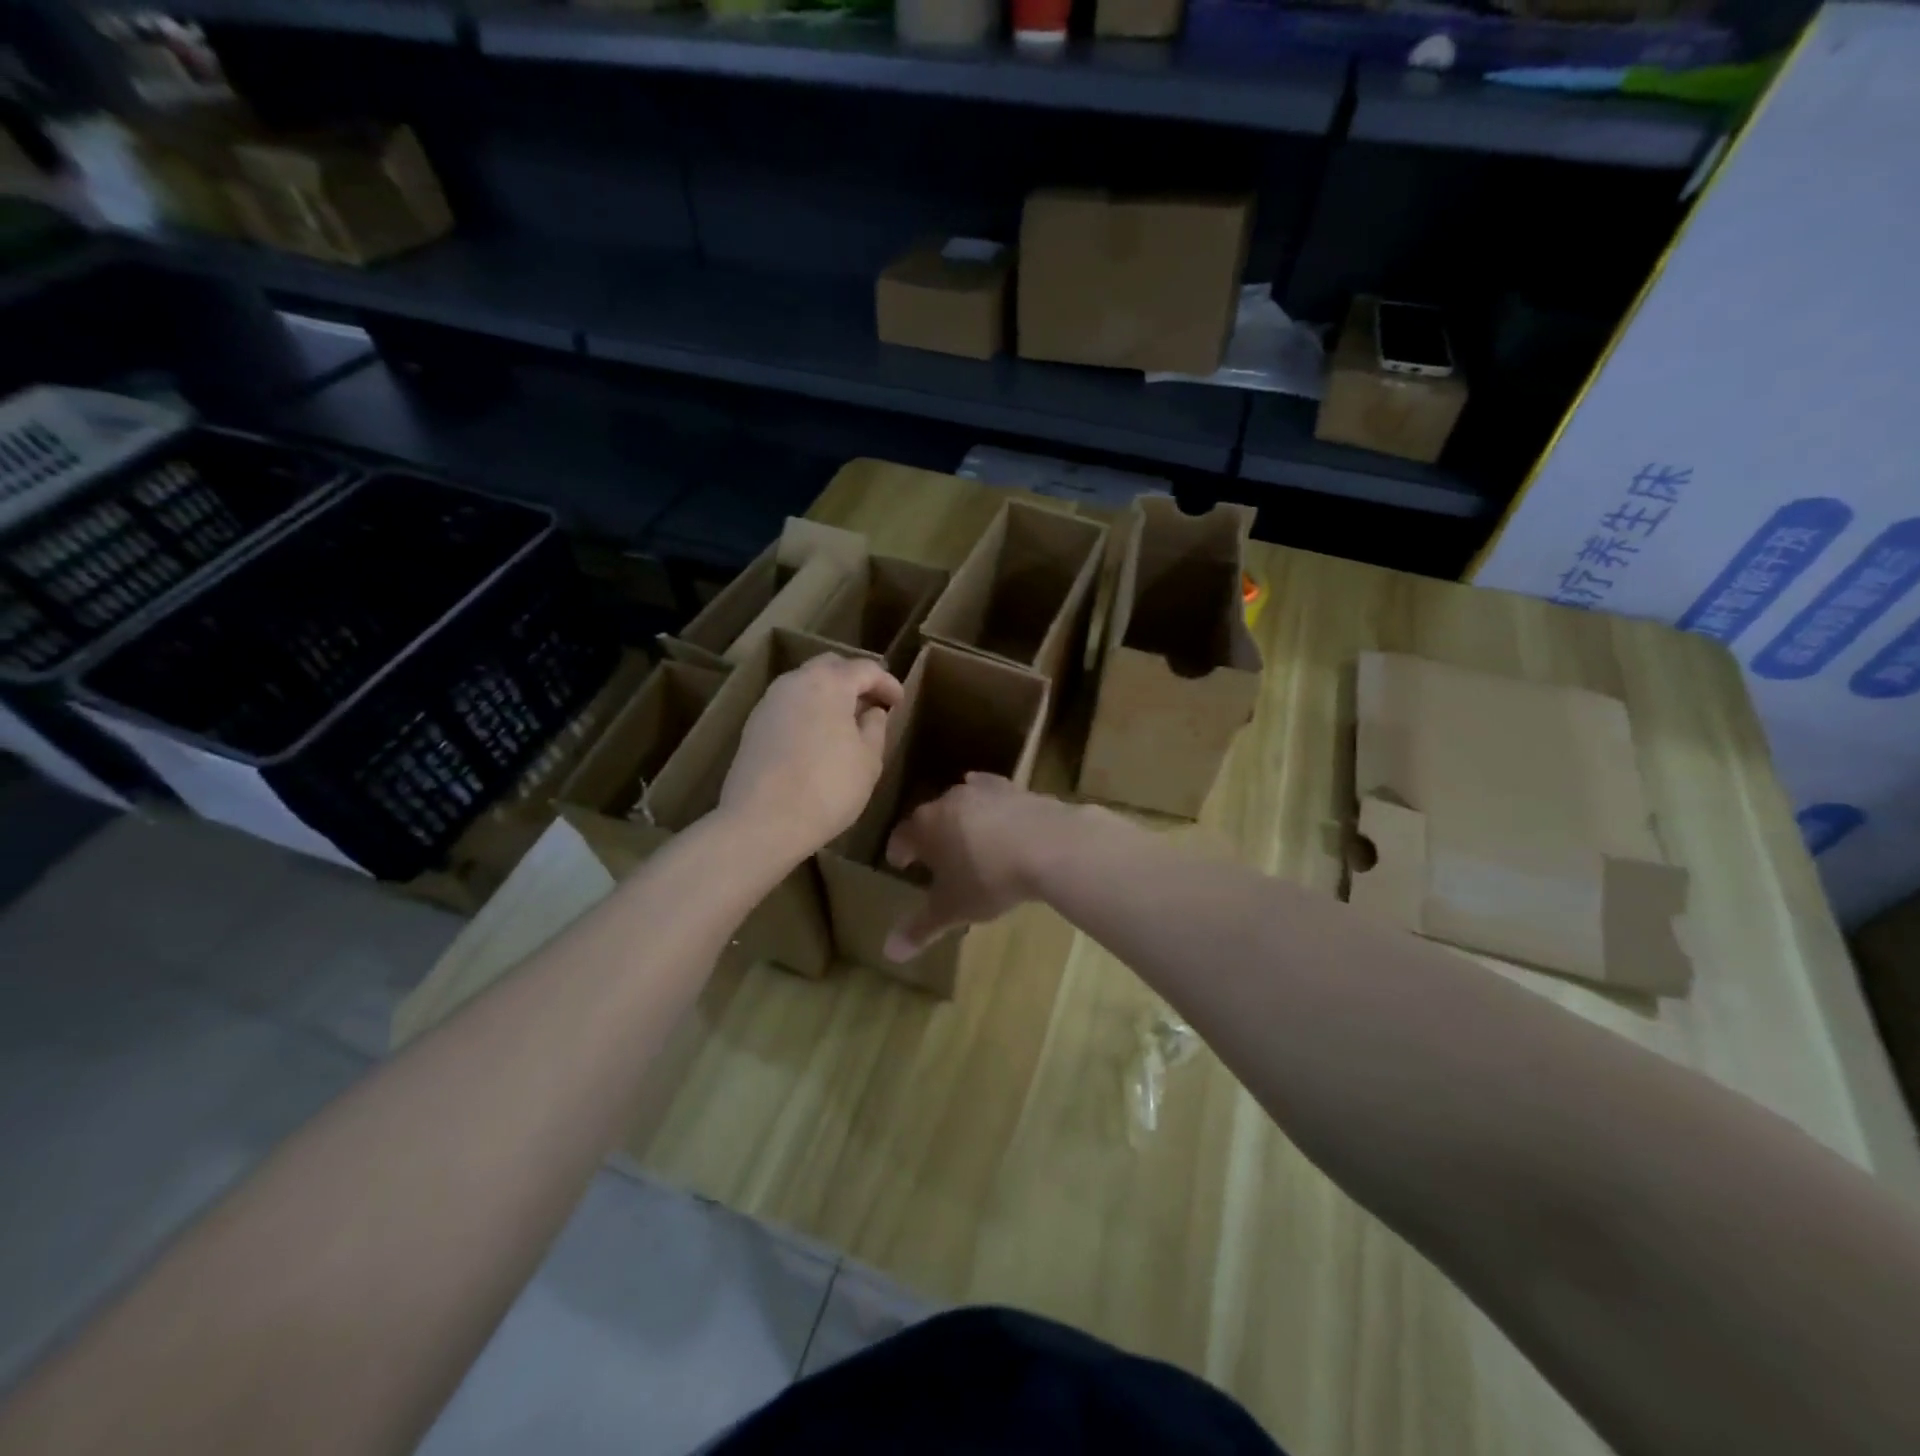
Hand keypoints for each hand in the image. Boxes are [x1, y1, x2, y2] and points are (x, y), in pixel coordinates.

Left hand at [718, 653, 902, 862]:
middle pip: (830, 667)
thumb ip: (875, 728)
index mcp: (829, 683)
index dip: (887, 683)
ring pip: (805, 685)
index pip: (865, 669)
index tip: (900, 702)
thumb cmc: (828, 788)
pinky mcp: (753, 726)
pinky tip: (818, 738)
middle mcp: (795, 682)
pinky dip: (808, 711)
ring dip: (829, 695)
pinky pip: (789, 706)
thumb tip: (872, 712)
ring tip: (846, 722)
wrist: (762, 821)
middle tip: (872, 703)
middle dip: (854, 680)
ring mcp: (769, 702)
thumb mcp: (868, 760)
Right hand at [883, 774, 1082, 961]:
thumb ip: (920, 929)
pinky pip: (994, 794)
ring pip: (962, 803)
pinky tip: (997, 811)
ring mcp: (983, 791)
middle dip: (929, 835)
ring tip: (966, 838)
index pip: (901, 836)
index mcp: (925, 826)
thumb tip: (890, 953)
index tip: (900, 864)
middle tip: (933, 855)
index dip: (898, 851)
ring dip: (960, 819)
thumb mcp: (952, 909)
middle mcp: (948, 801)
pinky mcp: (1015, 789)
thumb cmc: (989, 878)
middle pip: (930, 816)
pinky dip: (991, 805)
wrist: (1048, 845)